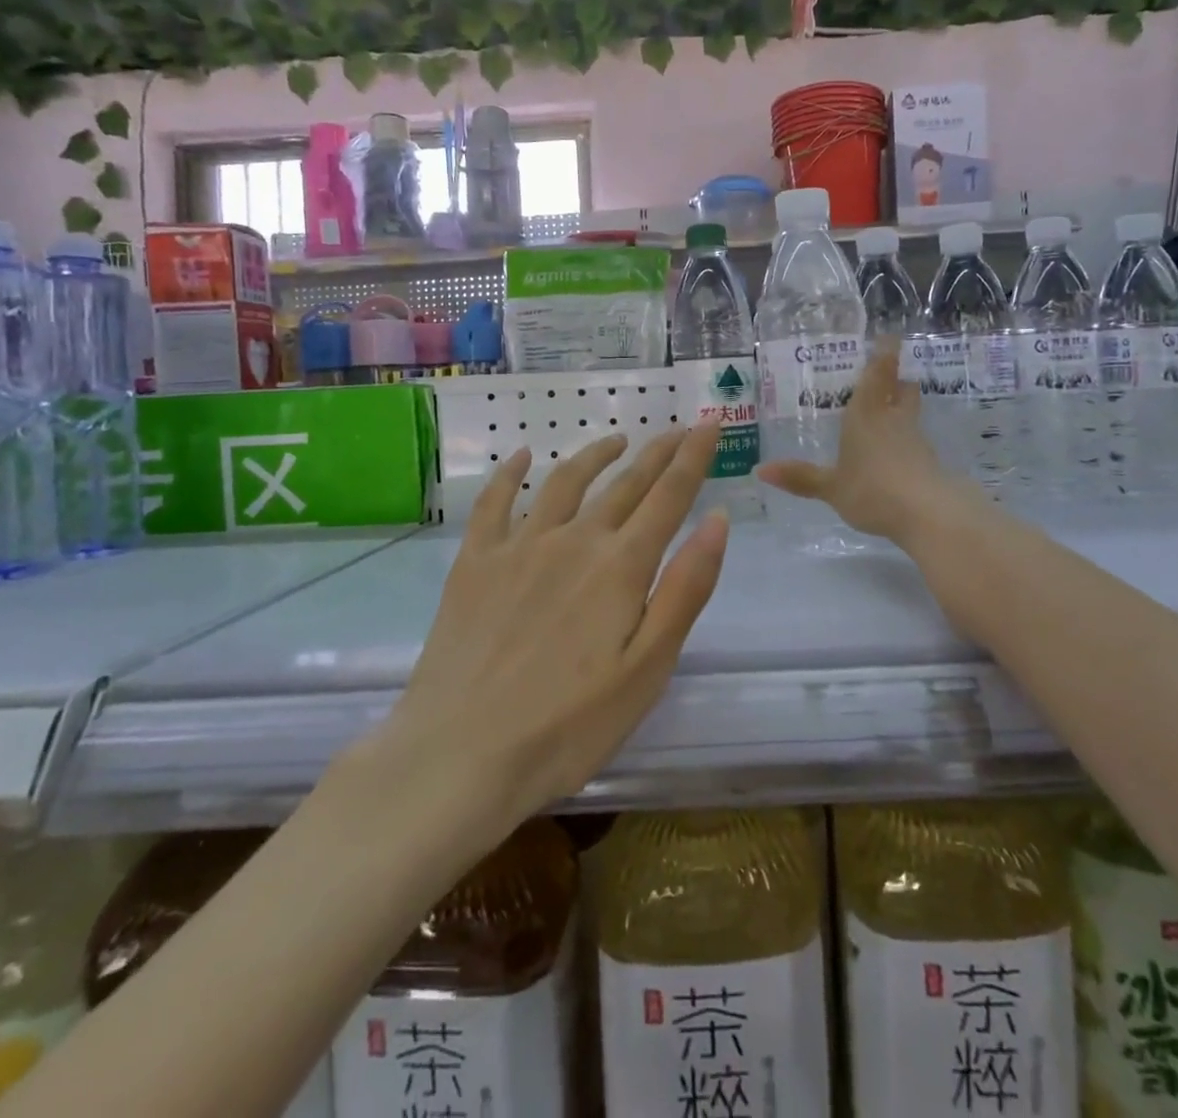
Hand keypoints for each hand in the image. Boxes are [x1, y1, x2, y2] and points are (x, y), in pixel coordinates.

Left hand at [380, 424, 727, 831]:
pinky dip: (509, 473)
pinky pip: (493, 503)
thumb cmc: (568, 726)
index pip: (669, 495)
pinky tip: (520, 457)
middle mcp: (573, 540)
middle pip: (624, 483)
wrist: (459, 756)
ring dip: (596, 455)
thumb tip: (718, 520)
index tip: (710, 422)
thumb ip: (685, 589)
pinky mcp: (475, 563)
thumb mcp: (648, 669)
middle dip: (657, 453)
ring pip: (565, 482)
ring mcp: (519, 547)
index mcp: (620, 566)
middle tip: (678, 429)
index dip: (694, 456)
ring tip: (617, 441)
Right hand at [758, 340, 971, 544]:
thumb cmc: (871, 490)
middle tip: (888, 376)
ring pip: (911, 413)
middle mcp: (893, 419)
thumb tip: (760, 470)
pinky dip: (907, 440)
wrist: (927, 513)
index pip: (879, 374)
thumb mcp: (831, 487)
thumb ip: (801, 477)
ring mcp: (915, 439)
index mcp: (866, 414)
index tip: (889, 338)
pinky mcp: (929, 462)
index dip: (884, 354)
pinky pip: (915, 441)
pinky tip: (897, 454)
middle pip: (902, 389)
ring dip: (903, 409)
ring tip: (888, 415)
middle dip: (897, 380)